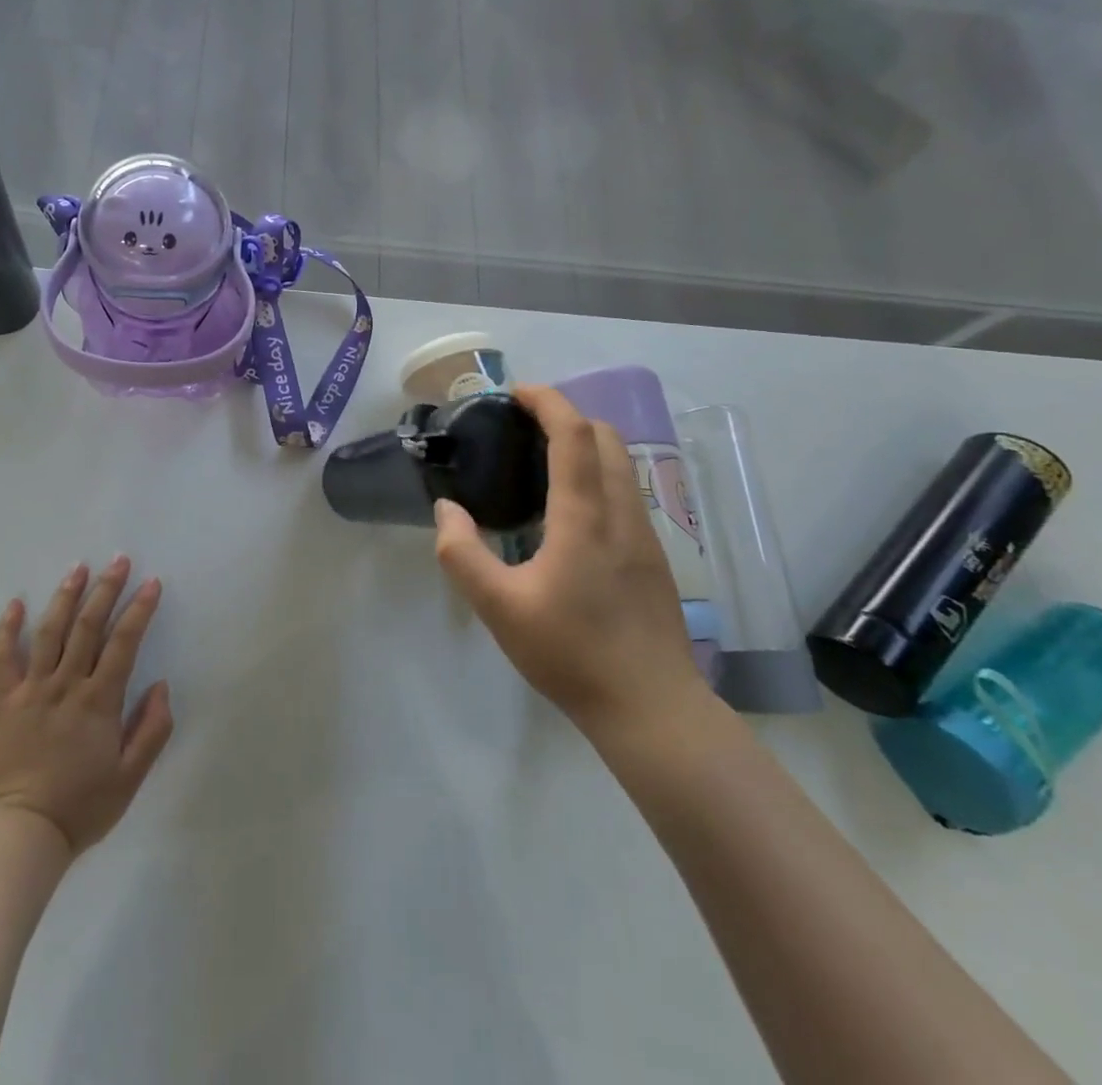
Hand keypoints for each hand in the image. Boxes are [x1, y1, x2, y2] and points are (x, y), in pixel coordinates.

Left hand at [0, 556, 173, 854]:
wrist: (20, 835)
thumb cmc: (81, 807)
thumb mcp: (131, 777)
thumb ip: (152, 729)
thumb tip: (161, 686)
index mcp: (99, 701)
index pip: (124, 642)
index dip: (140, 609)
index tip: (152, 583)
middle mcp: (66, 685)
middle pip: (88, 626)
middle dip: (106, 589)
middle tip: (118, 560)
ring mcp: (31, 691)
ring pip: (49, 632)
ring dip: (65, 597)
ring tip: (78, 568)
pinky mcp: (3, 703)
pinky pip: (2, 659)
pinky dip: (8, 629)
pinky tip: (16, 604)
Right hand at [433, 384, 705, 736]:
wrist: (652, 708)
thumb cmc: (571, 653)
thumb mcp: (498, 607)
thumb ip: (462, 553)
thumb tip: (447, 510)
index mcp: (585, 516)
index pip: (574, 433)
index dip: (547, 401)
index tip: (515, 393)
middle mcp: (622, 512)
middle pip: (605, 436)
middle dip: (566, 416)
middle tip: (523, 427)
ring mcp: (646, 534)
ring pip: (622, 463)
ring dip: (586, 444)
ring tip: (542, 462)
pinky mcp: (654, 556)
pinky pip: (627, 490)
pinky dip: (599, 473)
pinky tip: (570, 510)